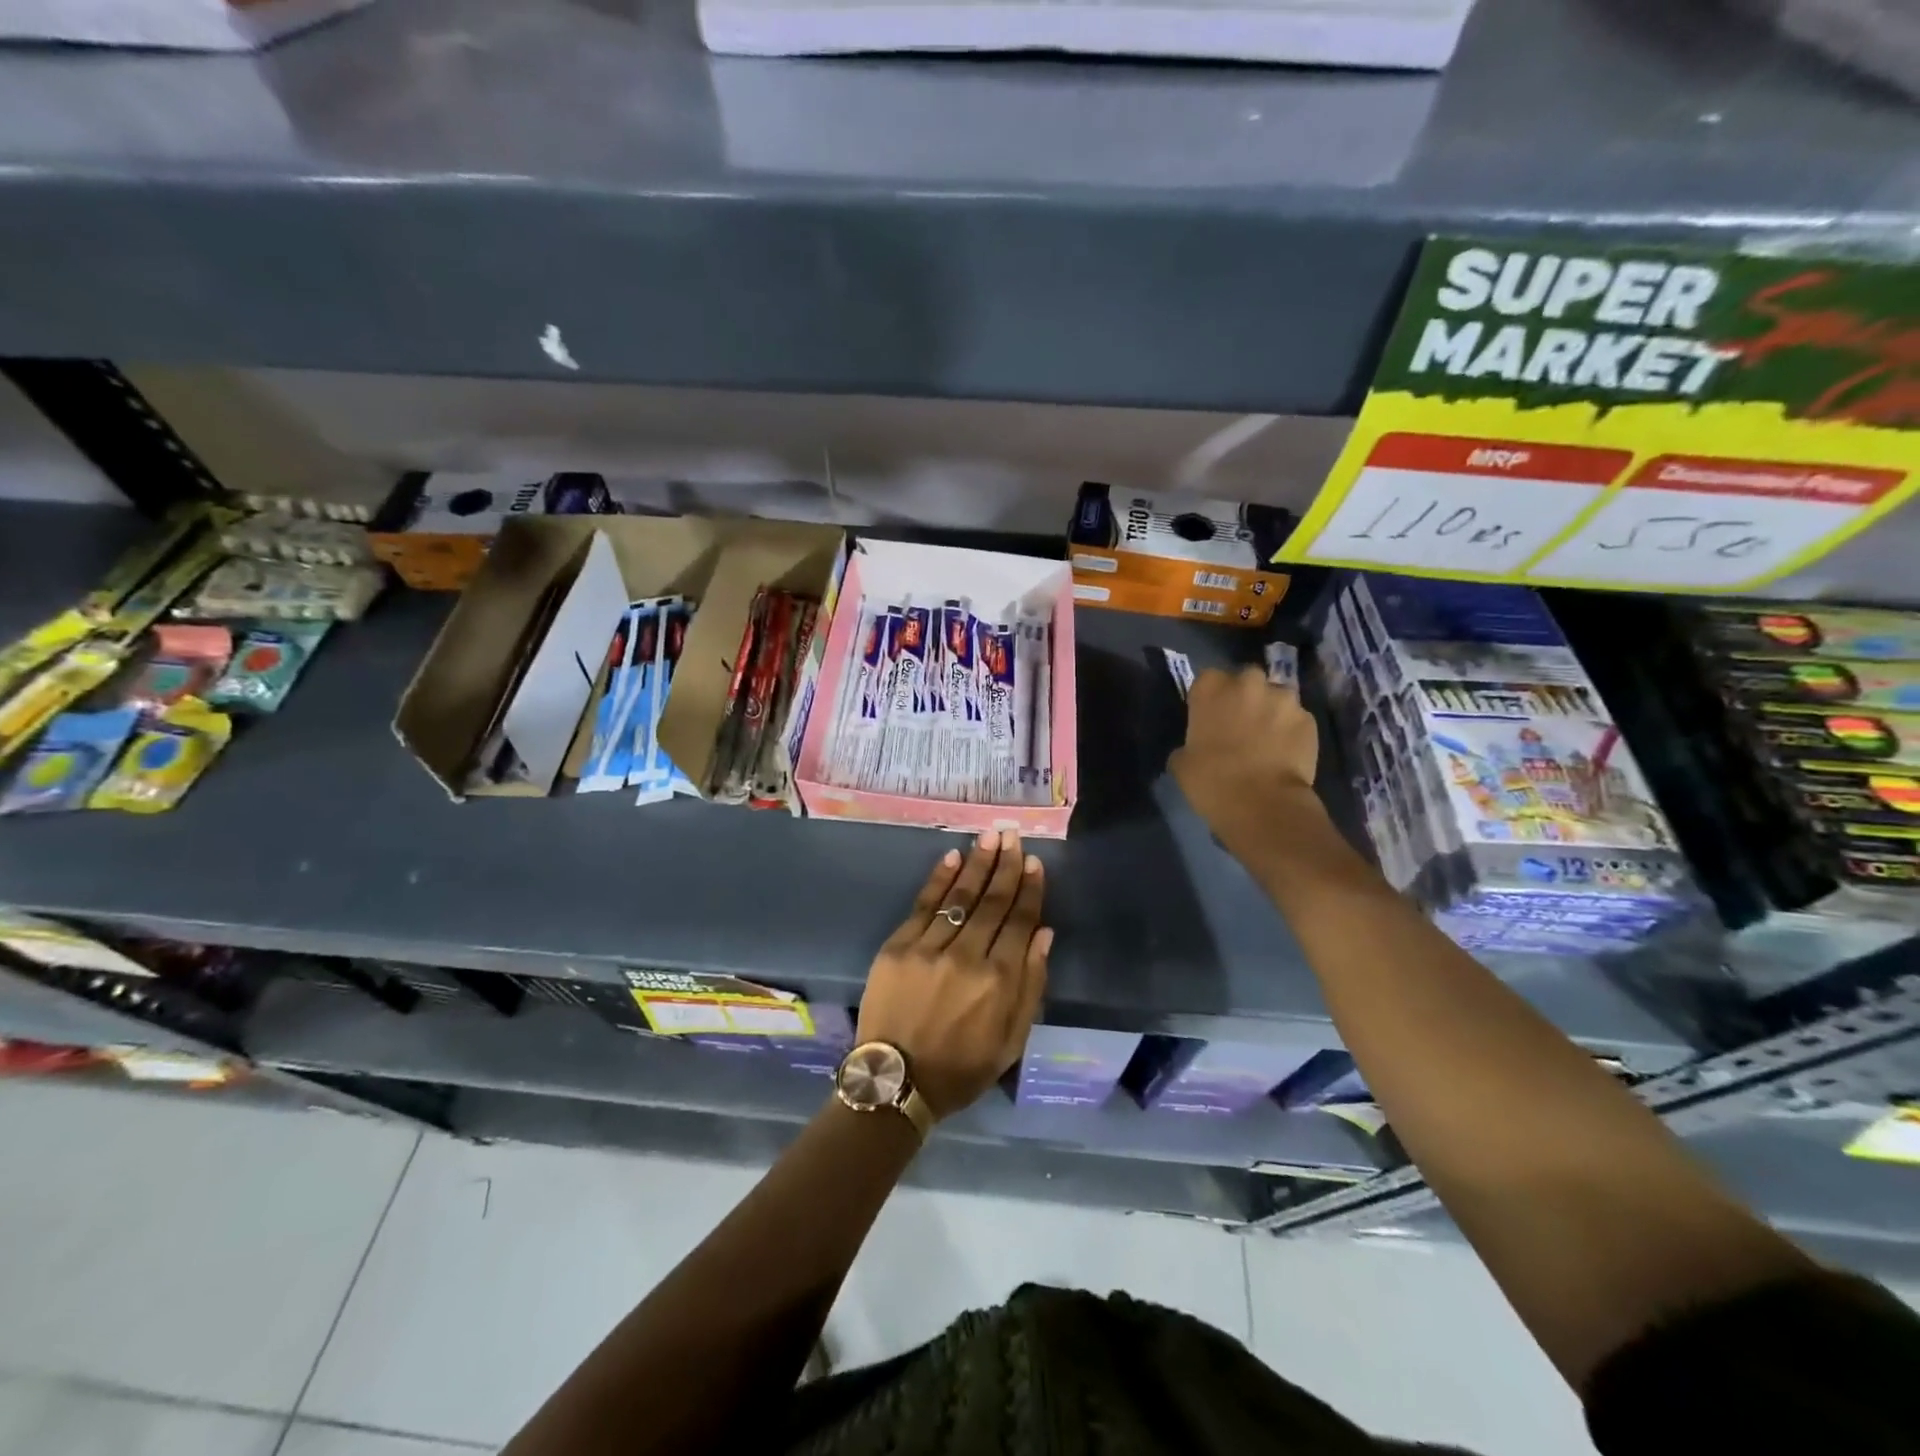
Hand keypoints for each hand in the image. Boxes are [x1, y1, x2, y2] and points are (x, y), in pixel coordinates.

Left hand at [856, 830, 1051, 1119]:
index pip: (1020, 922)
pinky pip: (924, 905)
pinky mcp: (899, 947)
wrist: (897, 1082)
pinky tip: (953, 857)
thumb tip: (1044, 934)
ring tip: (989, 836)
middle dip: (1006, 866)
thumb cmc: (962, 1067)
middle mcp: (967, 956)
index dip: (1029, 890)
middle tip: (1013, 835)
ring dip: (977, 863)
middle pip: (992, 901)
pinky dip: (940, 879)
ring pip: (960, 897)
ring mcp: (929, 948)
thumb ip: (1031, 983)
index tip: (1035, 863)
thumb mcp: (1012, 1038)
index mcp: (999, 980)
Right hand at [1170, 665, 1320, 836]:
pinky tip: (1284, 753)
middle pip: (1245, 680)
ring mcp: (1283, 699)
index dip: (1209, 698)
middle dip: (1243, 697)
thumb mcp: (1182, 763)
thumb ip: (1189, 744)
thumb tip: (1197, 748)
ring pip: (1275, 698)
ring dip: (1270, 712)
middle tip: (1238, 725)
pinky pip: (1295, 720)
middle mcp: (1249, 683)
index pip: (1207, 679)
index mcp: (1211, 688)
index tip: (1208, 717)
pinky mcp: (1309, 720)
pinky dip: (1290, 731)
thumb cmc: (1212, 780)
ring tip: (1266, 740)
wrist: (1262, 804)